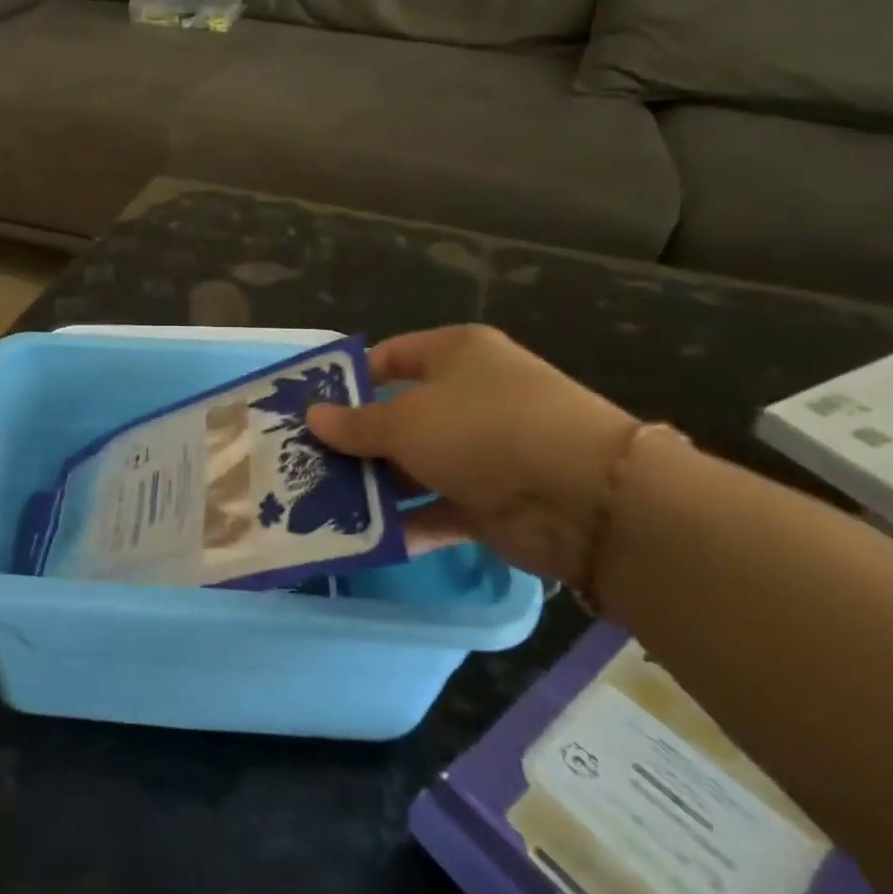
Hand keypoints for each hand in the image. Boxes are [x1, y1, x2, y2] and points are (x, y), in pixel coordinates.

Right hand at [306, 325, 638, 589]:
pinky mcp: (494, 501)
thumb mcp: (405, 422)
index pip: (392, 357)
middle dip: (356, 441)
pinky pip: (437, 507)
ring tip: (324, 503)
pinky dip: (407, 522)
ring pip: (416, 465)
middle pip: (400, 415)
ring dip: (376, 485)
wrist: (585, 498)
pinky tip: (363, 538)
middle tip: (307, 462)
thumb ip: (356, 425)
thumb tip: (313, 417)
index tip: (311, 408)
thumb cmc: (482, 430)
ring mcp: (485, 451)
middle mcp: (471, 396)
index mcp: (456, 355)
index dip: (351, 380)